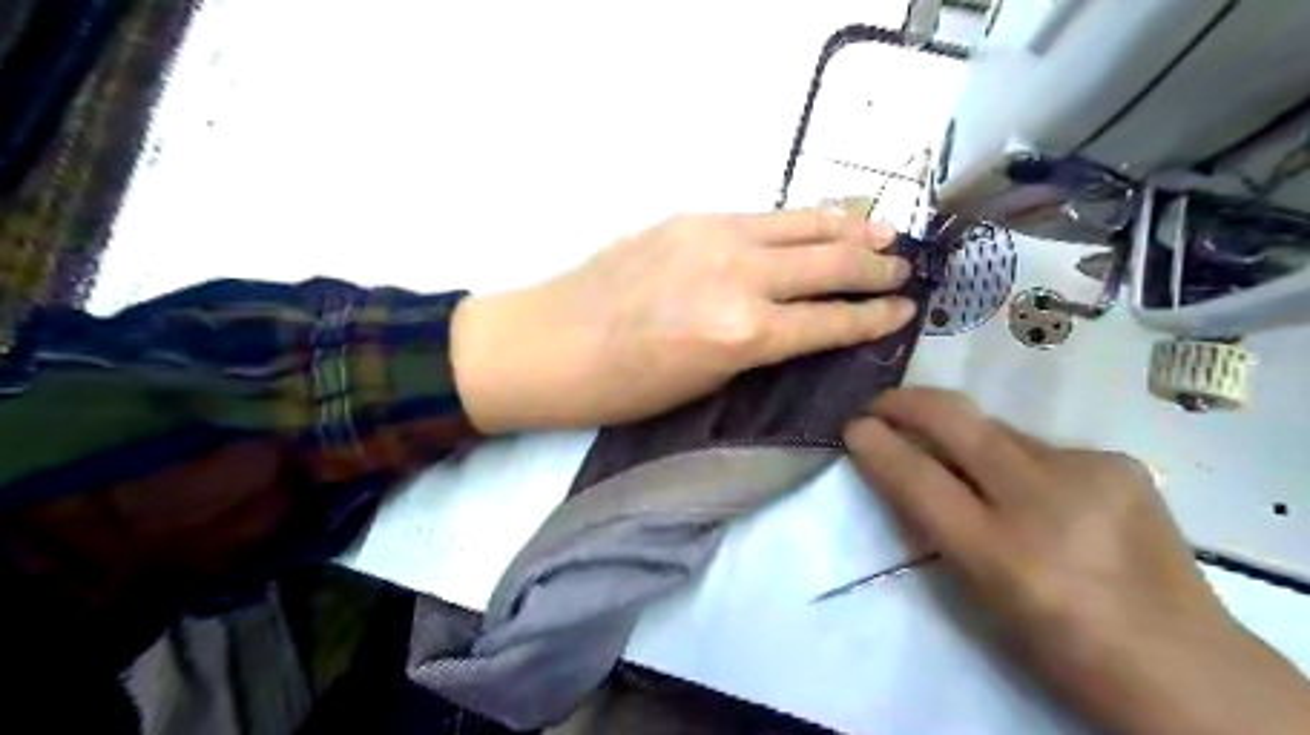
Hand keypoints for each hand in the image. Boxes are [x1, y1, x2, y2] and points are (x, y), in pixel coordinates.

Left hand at [451, 210, 914, 432]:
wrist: (550, 342)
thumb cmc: (623, 386)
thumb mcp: (704, 383)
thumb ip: (757, 346)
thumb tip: (797, 323)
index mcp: (742, 333)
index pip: (828, 320)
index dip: (872, 317)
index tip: (903, 311)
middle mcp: (739, 276)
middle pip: (828, 264)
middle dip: (874, 268)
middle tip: (906, 269)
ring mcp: (714, 236)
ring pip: (802, 225)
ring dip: (849, 229)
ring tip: (884, 233)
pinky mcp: (691, 216)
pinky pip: (763, 215)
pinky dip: (801, 219)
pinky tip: (818, 221)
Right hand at [844, 394, 1304, 734]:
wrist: (1182, 661)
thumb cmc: (1058, 645)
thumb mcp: (977, 595)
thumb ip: (934, 525)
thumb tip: (898, 467)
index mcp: (1004, 555)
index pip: (919, 479)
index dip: (877, 445)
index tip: (853, 426)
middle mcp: (1046, 501)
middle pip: (956, 421)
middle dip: (906, 402)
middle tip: (880, 403)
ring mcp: (1089, 472)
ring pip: (996, 429)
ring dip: (963, 437)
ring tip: (962, 462)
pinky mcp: (1119, 460)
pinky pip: (1039, 446)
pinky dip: (1017, 459)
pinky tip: (1037, 490)